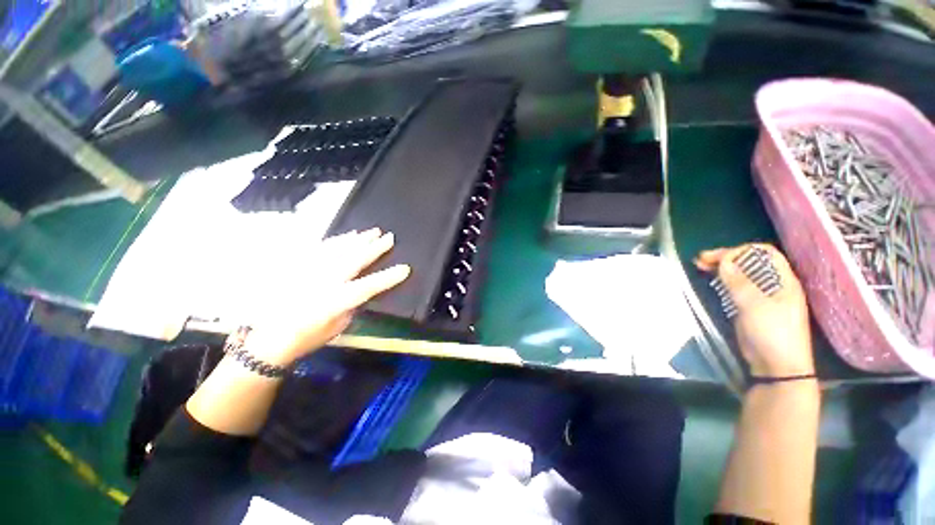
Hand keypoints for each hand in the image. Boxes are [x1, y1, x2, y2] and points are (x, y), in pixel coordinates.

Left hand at [241, 228, 409, 365]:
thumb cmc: (308, 337)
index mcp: (336, 302)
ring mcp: (309, 271)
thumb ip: (352, 306)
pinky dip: (336, 240)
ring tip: (372, 231)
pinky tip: (347, 235)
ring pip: (338, 249)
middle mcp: (323, 282)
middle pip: (354, 260)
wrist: (268, 338)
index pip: (369, 286)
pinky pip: (320, 248)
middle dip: (374, 248)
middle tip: (389, 237)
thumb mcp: (338, 327)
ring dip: (357, 240)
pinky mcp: (298, 266)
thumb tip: (362, 291)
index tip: (405, 268)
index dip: (389, 277)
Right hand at [695, 244, 814, 376]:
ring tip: (700, 266)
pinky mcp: (750, 306)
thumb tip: (724, 261)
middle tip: (701, 259)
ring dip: (721, 267)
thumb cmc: (773, 334)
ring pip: (740, 273)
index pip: (764, 253)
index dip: (741, 251)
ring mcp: (761, 296)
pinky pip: (735, 286)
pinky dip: (721, 279)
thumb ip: (740, 283)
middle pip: (749, 262)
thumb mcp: (756, 307)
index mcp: (783, 281)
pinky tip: (710, 279)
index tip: (718, 258)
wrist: (777, 366)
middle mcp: (774, 284)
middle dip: (726, 257)